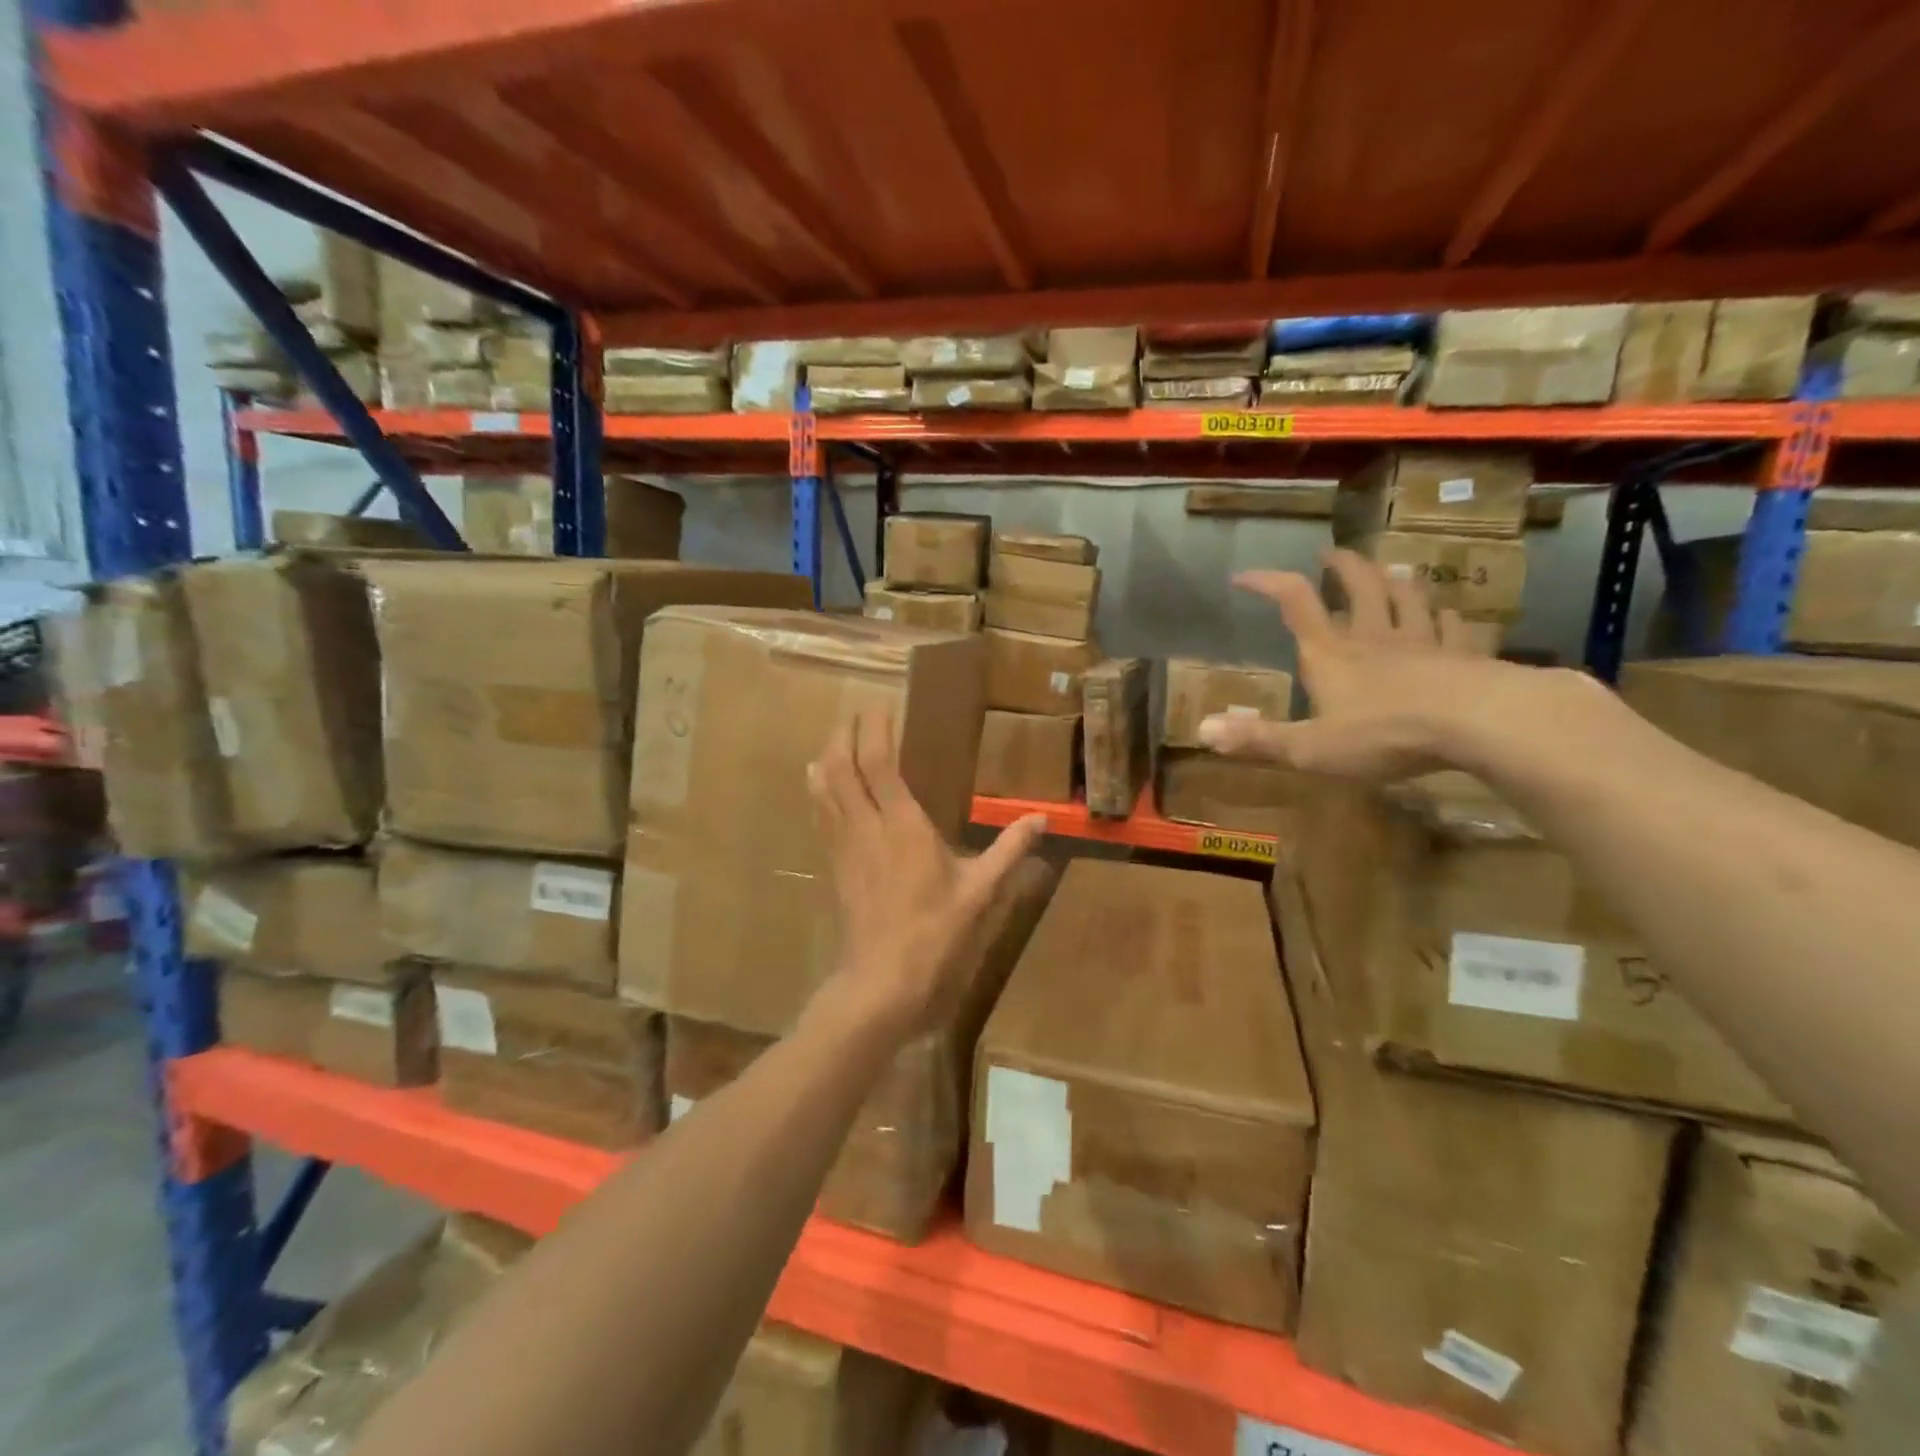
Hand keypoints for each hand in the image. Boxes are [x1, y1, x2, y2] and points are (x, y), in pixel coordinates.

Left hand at [808, 709, 1045, 1041]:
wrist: (883, 978)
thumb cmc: (936, 931)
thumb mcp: (981, 890)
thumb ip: (1010, 850)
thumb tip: (1043, 818)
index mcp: (903, 825)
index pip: (879, 764)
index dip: (874, 731)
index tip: (879, 706)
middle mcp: (867, 827)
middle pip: (842, 768)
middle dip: (844, 735)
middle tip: (855, 715)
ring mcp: (845, 846)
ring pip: (825, 789)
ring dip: (828, 758)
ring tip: (835, 740)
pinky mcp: (835, 865)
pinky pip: (822, 815)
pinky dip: (820, 790)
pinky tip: (819, 784)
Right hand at [1198, 549, 1565, 780]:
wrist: (1478, 722)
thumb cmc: (1384, 734)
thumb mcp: (1310, 748)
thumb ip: (1258, 740)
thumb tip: (1201, 732)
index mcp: (1331, 654)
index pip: (1295, 603)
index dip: (1268, 583)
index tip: (1245, 575)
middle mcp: (1373, 637)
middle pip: (1358, 587)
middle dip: (1342, 567)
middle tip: (1332, 554)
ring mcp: (1422, 642)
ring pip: (1407, 597)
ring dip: (1394, 580)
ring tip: (1389, 570)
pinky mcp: (1463, 656)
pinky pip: (1452, 626)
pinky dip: (1444, 615)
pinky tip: (1445, 612)